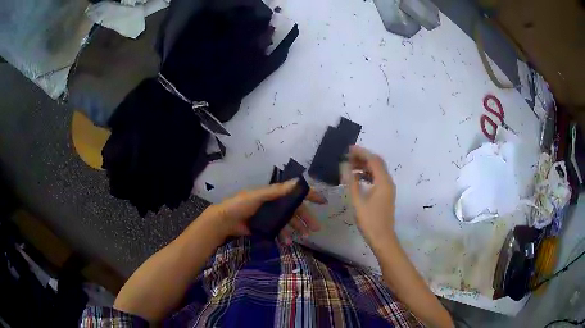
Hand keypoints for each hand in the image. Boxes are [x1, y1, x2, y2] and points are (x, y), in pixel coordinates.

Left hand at [203, 179, 325, 240]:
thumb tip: (297, 182)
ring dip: (297, 228)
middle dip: (306, 218)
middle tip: (315, 228)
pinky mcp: (266, 226)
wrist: (225, 221)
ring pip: (289, 221)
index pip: (295, 192)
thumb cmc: (240, 205)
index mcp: (274, 194)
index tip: (323, 202)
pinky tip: (287, 242)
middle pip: (295, 209)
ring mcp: (271, 216)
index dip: (310, 195)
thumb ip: (277, 191)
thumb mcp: (258, 196)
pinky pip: (280, 230)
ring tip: (303, 237)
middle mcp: (275, 203)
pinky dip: (285, 235)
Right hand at [343, 146, 396, 244]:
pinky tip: (357, 178)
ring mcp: (388, 189)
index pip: (373, 160)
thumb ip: (351, 182)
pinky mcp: (386, 195)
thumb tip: (345, 167)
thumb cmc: (369, 221)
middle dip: (363, 158)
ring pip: (377, 171)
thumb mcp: (358, 201)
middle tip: (348, 157)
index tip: (348, 149)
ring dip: (365, 166)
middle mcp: (388, 182)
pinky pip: (377, 179)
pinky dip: (368, 175)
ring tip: (350, 167)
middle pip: (377, 163)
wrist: (382, 238)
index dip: (361, 152)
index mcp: (383, 182)